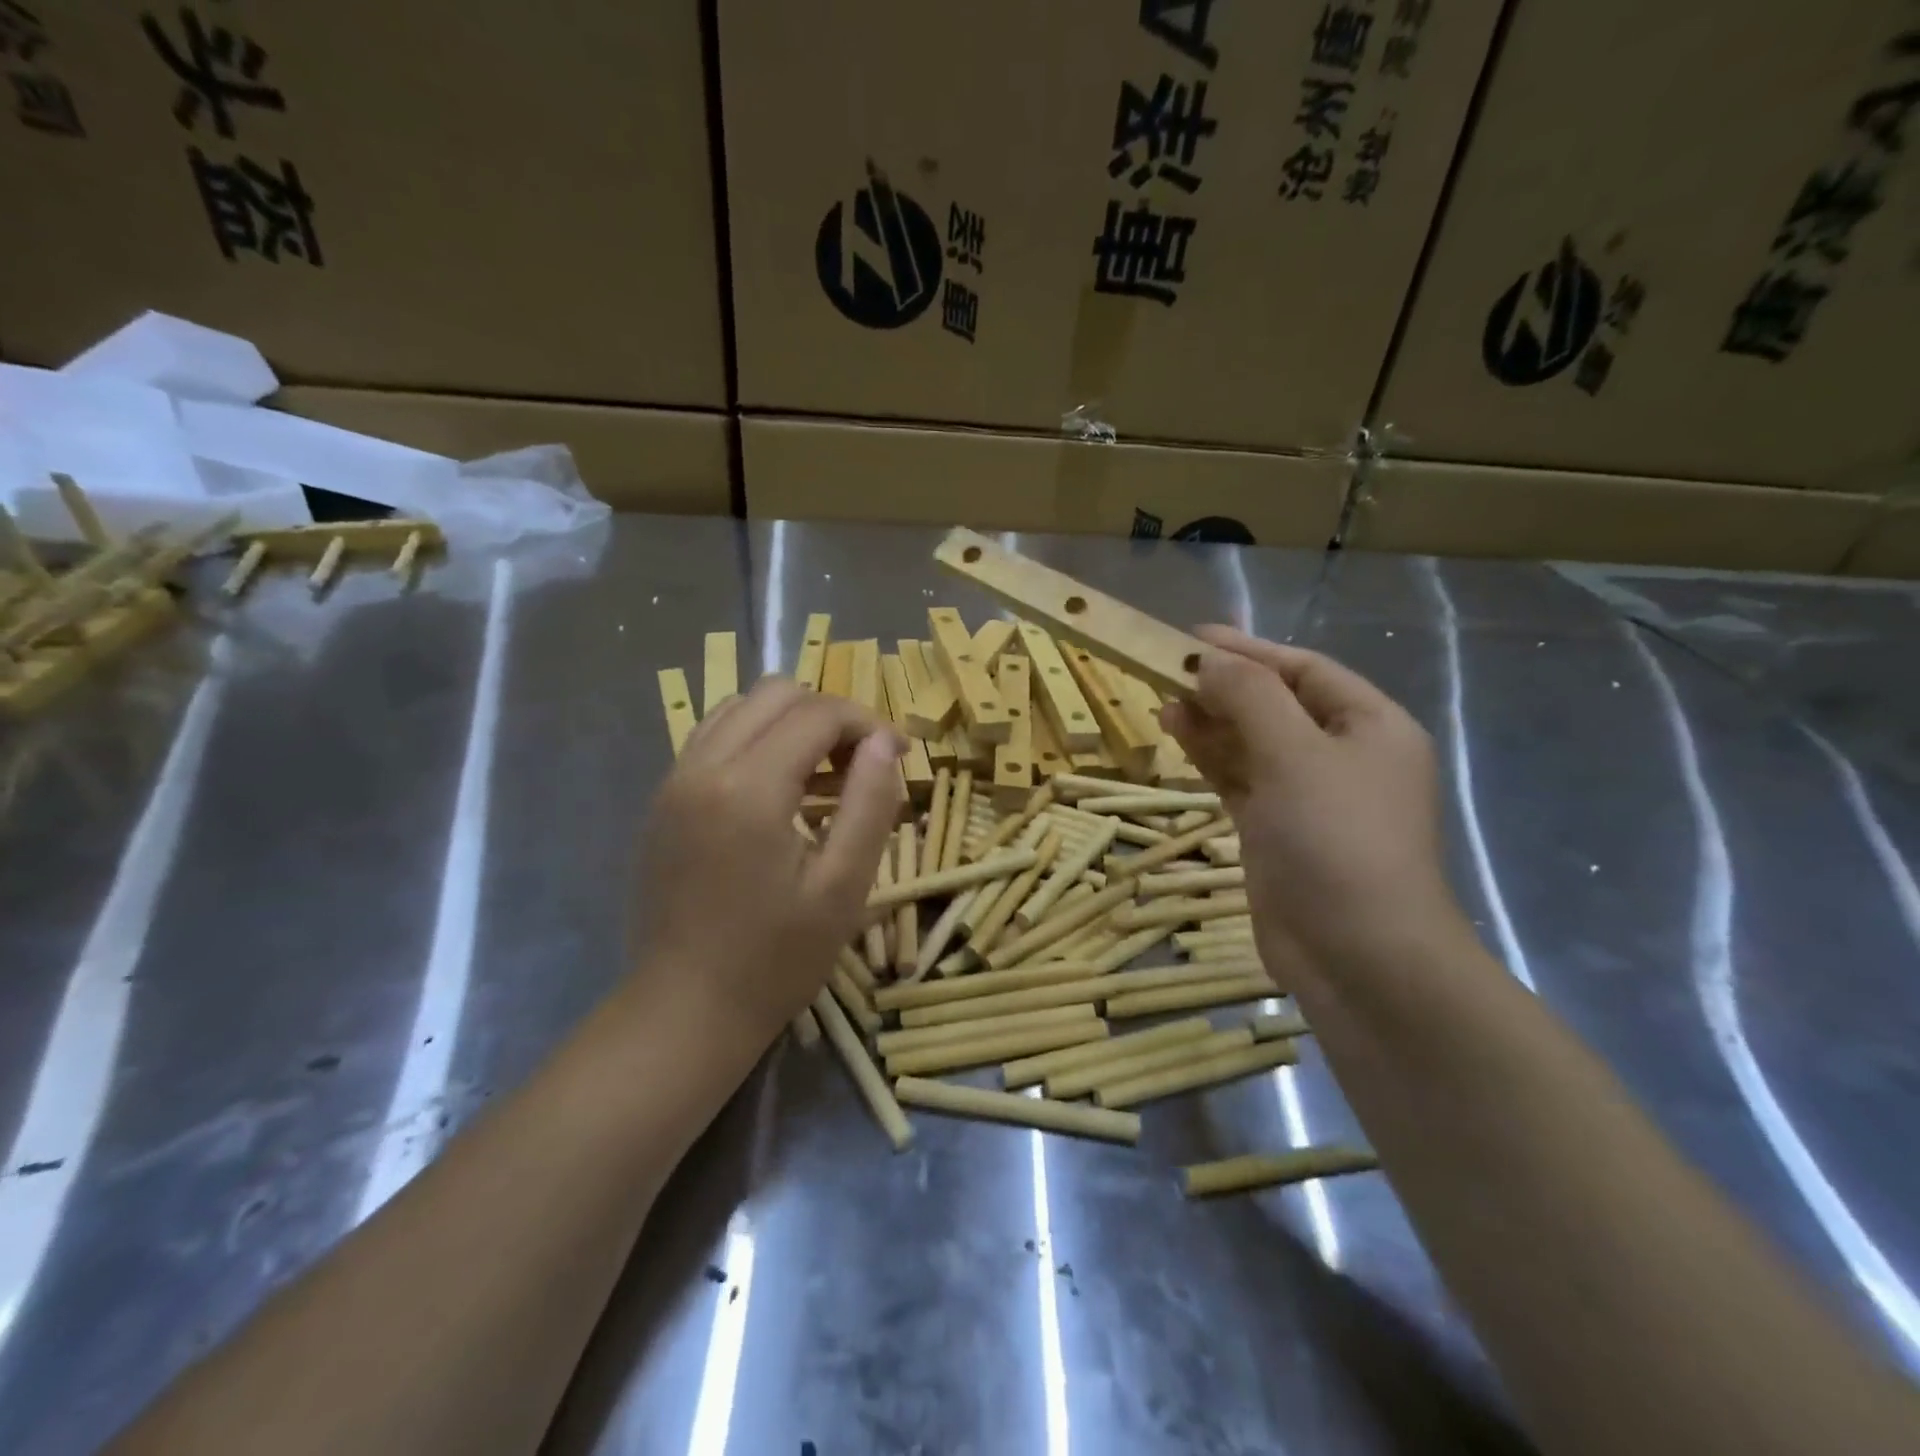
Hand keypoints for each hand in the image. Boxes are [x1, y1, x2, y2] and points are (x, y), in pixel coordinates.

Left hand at [633, 677, 903, 1047]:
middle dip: (830, 716)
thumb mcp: (843, 887)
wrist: (684, 1010)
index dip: (868, 723)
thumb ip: (871, 804)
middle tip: (862, 764)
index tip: (900, 755)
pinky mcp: (663, 800)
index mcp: (749, 788)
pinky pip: (714, 738)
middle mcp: (703, 766)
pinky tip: (779, 790)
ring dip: (791, 724)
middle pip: (776, 693)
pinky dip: (756, 741)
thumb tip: (885, 742)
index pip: (818, 713)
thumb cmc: (775, 958)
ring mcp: (674, 780)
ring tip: (823, 775)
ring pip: (740, 707)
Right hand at [1162, 626, 1467, 978]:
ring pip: (1253, 742)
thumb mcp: (1295, 754)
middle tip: (1169, 671)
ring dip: (1213, 721)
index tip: (1193, 637)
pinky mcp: (1277, 830)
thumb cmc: (1336, 839)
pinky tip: (1179, 737)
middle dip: (1225, 687)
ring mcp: (1308, 796)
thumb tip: (1210, 661)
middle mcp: (1342, 755)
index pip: (1304, 670)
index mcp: (1370, 726)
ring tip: (1165, 702)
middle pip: (1276, 704)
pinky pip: (1240, 778)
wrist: (1357, 955)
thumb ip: (1251, 698)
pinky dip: (1212, 757)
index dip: (1249, 650)